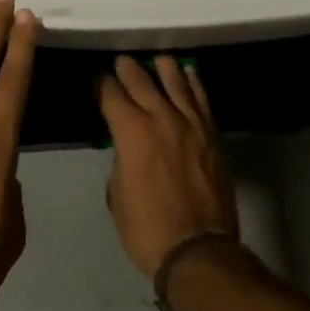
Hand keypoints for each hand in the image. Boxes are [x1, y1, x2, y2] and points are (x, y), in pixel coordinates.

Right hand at [98, 55, 238, 278]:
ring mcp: (190, 123)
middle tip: (121, 61)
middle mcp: (160, 117)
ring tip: (156, 60)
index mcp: (131, 132)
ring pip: (175, 81)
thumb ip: (120, 161)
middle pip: (142, 80)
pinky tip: (188, 74)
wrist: (199, 250)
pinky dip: (192, 82)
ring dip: (162, 68)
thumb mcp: (117, 196)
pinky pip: (201, 98)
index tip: (98, 79)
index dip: (102, 84)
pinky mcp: (211, 133)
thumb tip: (126, 149)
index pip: (111, 95)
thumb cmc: (148, 229)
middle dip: (128, 69)